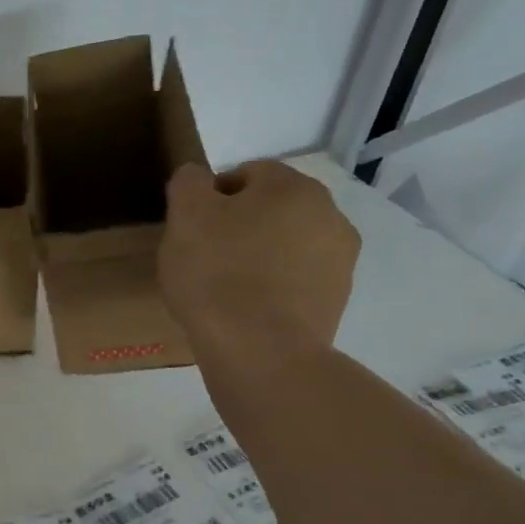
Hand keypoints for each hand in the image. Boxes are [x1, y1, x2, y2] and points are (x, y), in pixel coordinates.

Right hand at [159, 160, 360, 356]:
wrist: (260, 350)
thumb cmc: (217, 272)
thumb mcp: (185, 215)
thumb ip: (190, 182)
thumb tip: (199, 177)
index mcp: (293, 187)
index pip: (246, 173)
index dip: (211, 196)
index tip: (190, 226)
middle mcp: (330, 214)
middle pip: (271, 208)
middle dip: (238, 224)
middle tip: (203, 253)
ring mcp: (340, 260)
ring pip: (286, 243)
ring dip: (258, 253)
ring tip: (223, 283)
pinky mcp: (337, 299)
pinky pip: (296, 278)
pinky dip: (272, 284)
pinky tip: (244, 305)